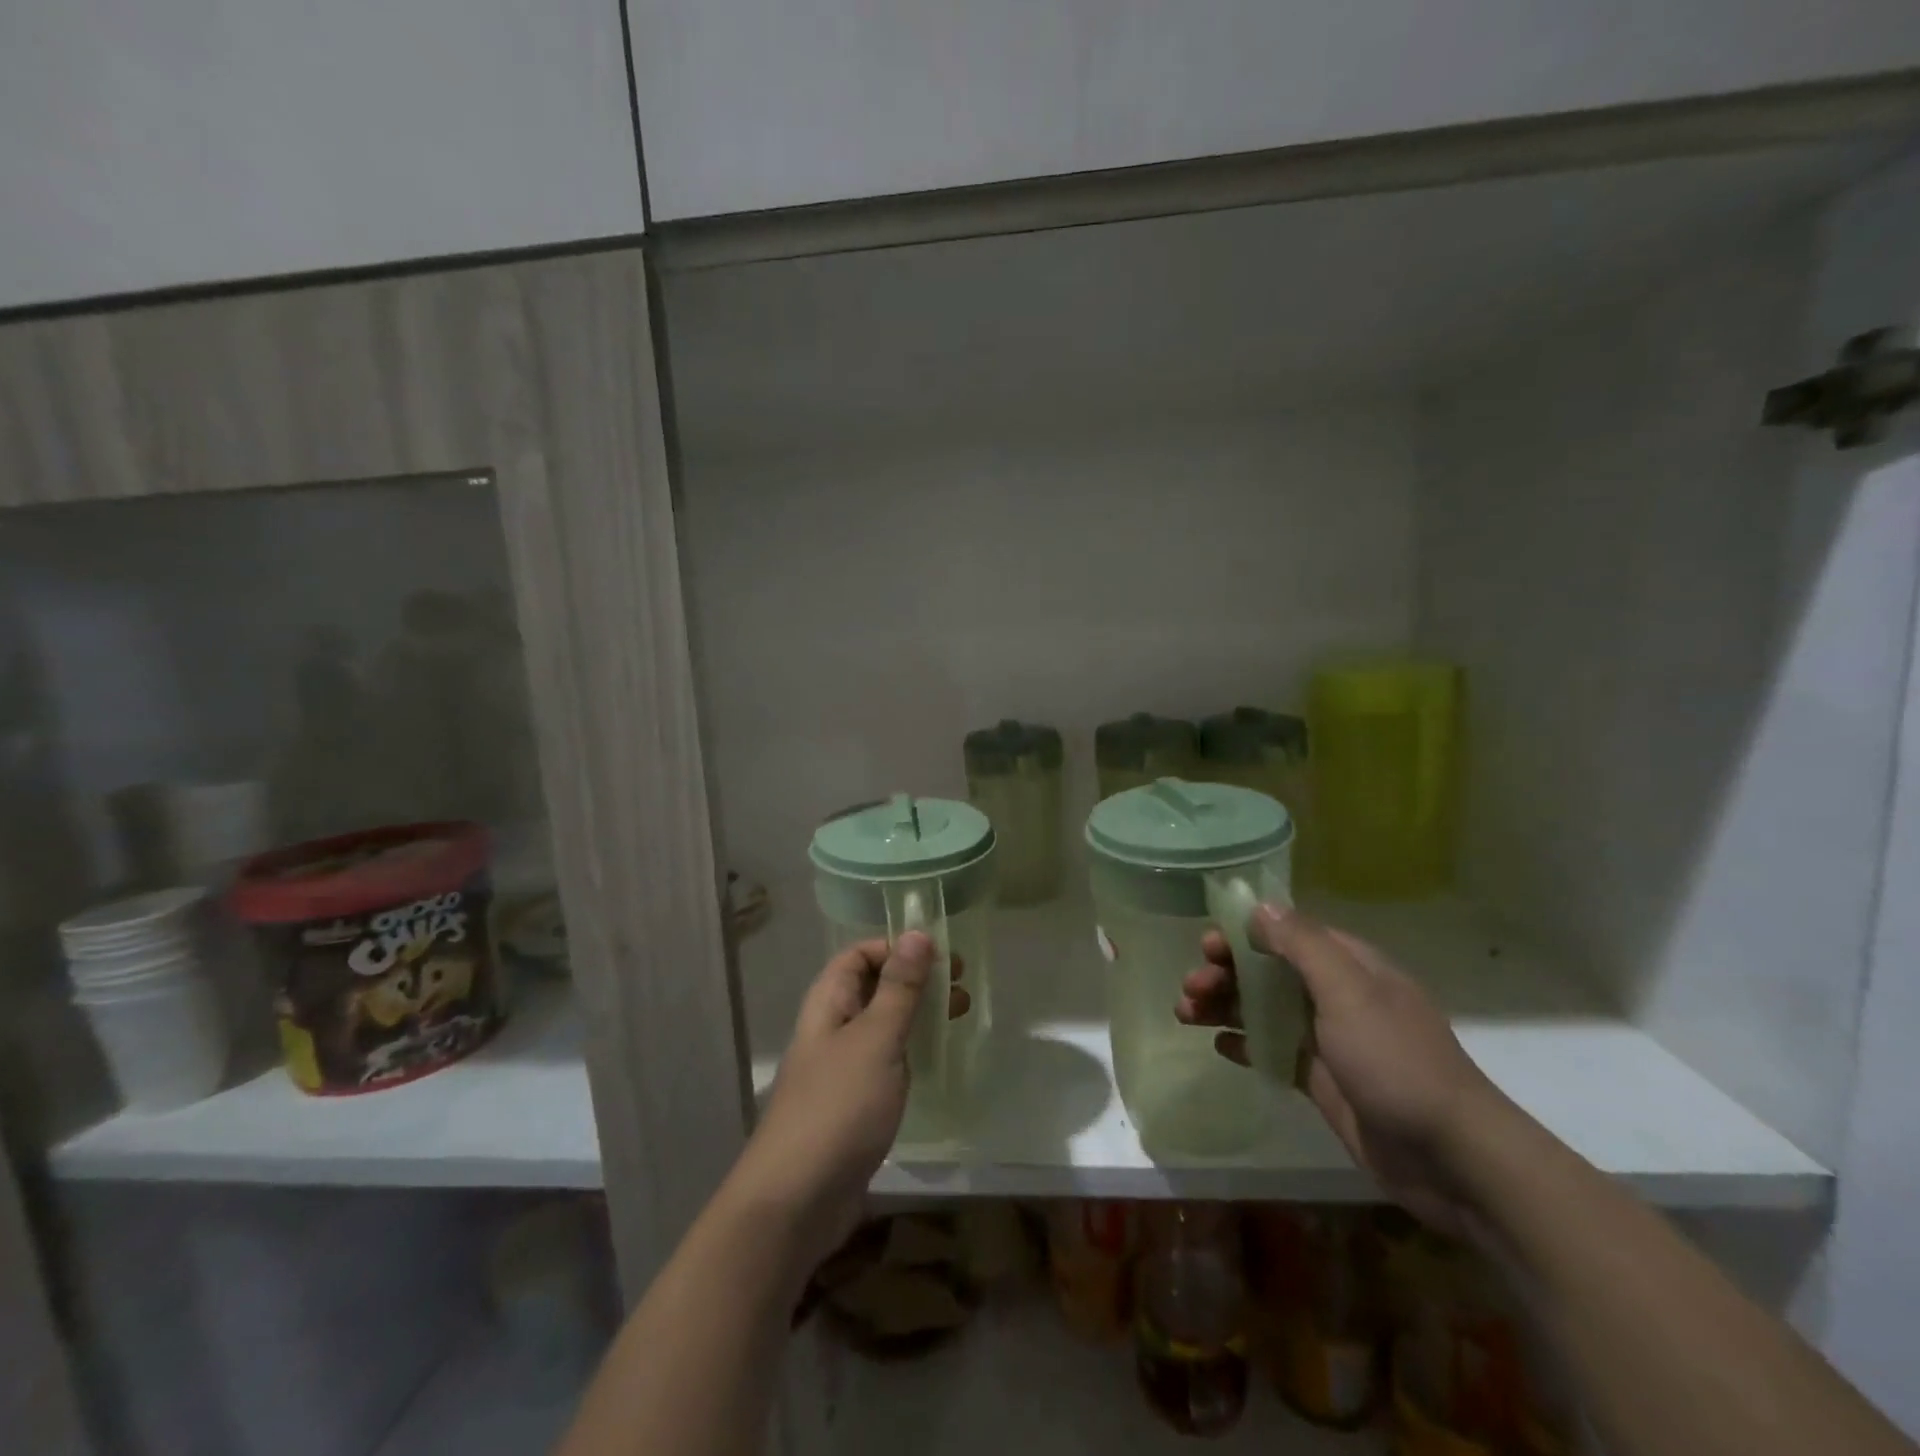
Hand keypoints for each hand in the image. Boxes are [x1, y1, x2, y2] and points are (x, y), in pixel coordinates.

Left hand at [731, 934, 965, 1274]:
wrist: (796, 1201)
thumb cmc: (838, 1106)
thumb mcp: (876, 1039)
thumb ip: (899, 988)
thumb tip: (917, 933)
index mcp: (828, 1003)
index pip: (858, 955)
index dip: (895, 948)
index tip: (939, 956)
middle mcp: (831, 1028)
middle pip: (873, 987)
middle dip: (915, 980)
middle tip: (960, 985)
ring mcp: (841, 1069)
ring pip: (883, 1025)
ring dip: (918, 1014)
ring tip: (959, 1014)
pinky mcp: (854, 1104)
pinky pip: (885, 1061)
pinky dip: (911, 1051)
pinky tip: (937, 1059)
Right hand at [1176, 905, 1506, 1236]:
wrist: (1451, 1158)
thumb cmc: (1395, 1061)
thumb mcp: (1349, 992)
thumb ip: (1302, 945)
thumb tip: (1260, 906)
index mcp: (1350, 967)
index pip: (1288, 934)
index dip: (1244, 934)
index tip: (1207, 946)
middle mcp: (1338, 996)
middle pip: (1270, 971)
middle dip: (1226, 972)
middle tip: (1190, 987)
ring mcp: (1330, 1040)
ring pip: (1265, 1009)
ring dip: (1225, 1005)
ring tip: (1185, 1014)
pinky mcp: (1323, 1081)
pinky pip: (1274, 1050)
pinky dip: (1244, 1043)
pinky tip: (1218, 1046)